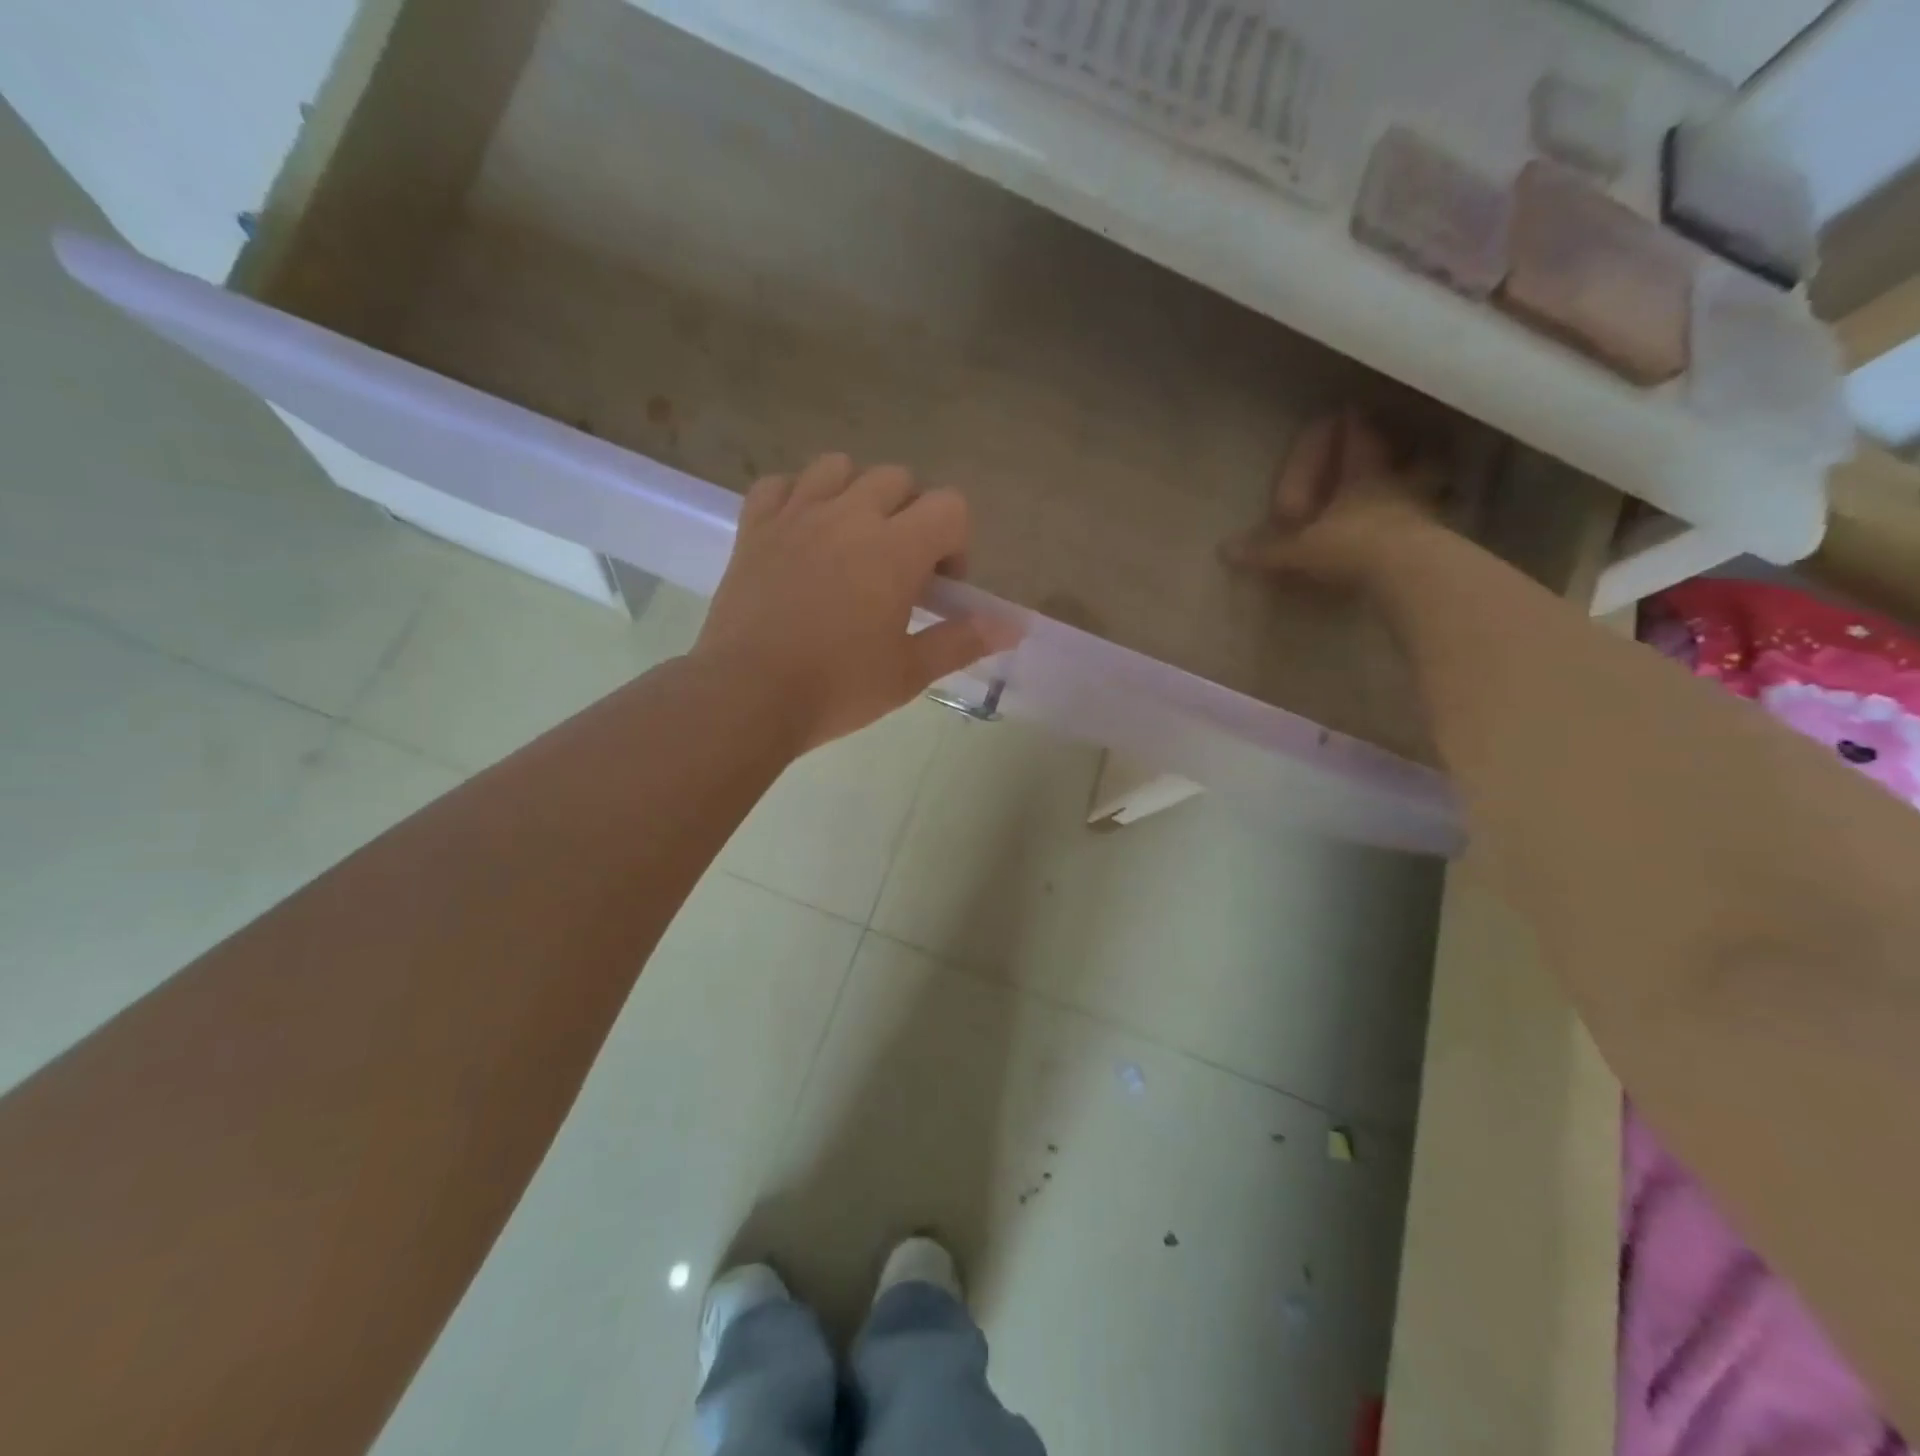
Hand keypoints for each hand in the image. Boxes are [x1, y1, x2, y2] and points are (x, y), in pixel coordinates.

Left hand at [695, 454, 1015, 748]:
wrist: (748, 696)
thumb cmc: (837, 688)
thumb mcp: (910, 672)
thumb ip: (963, 640)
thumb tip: (1015, 626)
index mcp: (895, 548)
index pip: (950, 506)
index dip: (957, 543)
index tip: (940, 588)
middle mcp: (849, 515)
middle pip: (898, 479)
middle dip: (911, 516)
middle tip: (899, 569)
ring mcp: (797, 515)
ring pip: (838, 467)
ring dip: (856, 494)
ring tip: (851, 541)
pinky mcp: (754, 528)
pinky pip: (779, 485)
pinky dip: (796, 498)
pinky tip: (800, 533)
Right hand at [1222, 410, 1442, 588]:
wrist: (1409, 572)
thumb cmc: (1351, 546)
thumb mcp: (1299, 550)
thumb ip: (1266, 550)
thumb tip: (1224, 550)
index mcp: (1360, 476)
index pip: (1356, 440)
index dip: (1350, 425)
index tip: (1348, 409)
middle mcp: (1393, 485)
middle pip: (1391, 458)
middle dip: (1384, 450)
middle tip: (1382, 443)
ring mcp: (1418, 510)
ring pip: (1417, 484)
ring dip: (1412, 480)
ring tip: (1411, 481)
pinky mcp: (1431, 539)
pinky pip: (1421, 521)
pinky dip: (1415, 519)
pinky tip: (1410, 527)